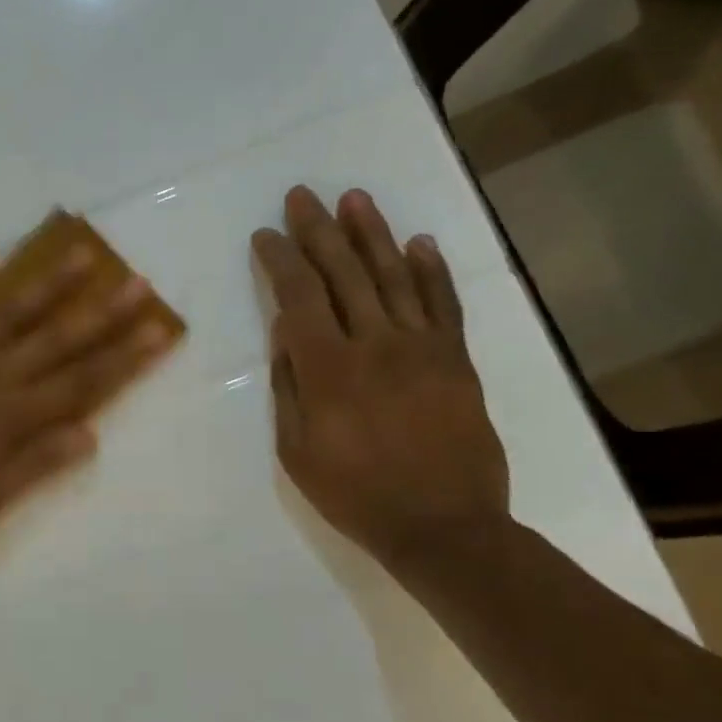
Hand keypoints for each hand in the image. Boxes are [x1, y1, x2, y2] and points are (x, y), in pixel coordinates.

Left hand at [0, 235, 173, 530]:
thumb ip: (37, 464)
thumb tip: (90, 434)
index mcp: (11, 413)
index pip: (81, 382)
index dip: (124, 358)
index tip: (159, 331)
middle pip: (56, 338)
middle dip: (101, 313)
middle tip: (137, 282)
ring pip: (9, 309)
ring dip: (45, 281)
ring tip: (79, 251)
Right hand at [251, 186, 508, 572]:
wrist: (444, 526)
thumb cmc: (355, 495)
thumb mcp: (297, 452)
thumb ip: (290, 388)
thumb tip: (286, 337)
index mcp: (329, 370)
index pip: (299, 297)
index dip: (281, 260)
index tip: (265, 235)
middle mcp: (376, 345)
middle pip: (344, 273)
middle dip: (319, 231)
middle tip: (302, 196)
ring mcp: (422, 348)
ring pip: (394, 277)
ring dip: (372, 234)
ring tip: (354, 199)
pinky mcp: (457, 360)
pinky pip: (443, 305)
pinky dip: (431, 271)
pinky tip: (418, 242)